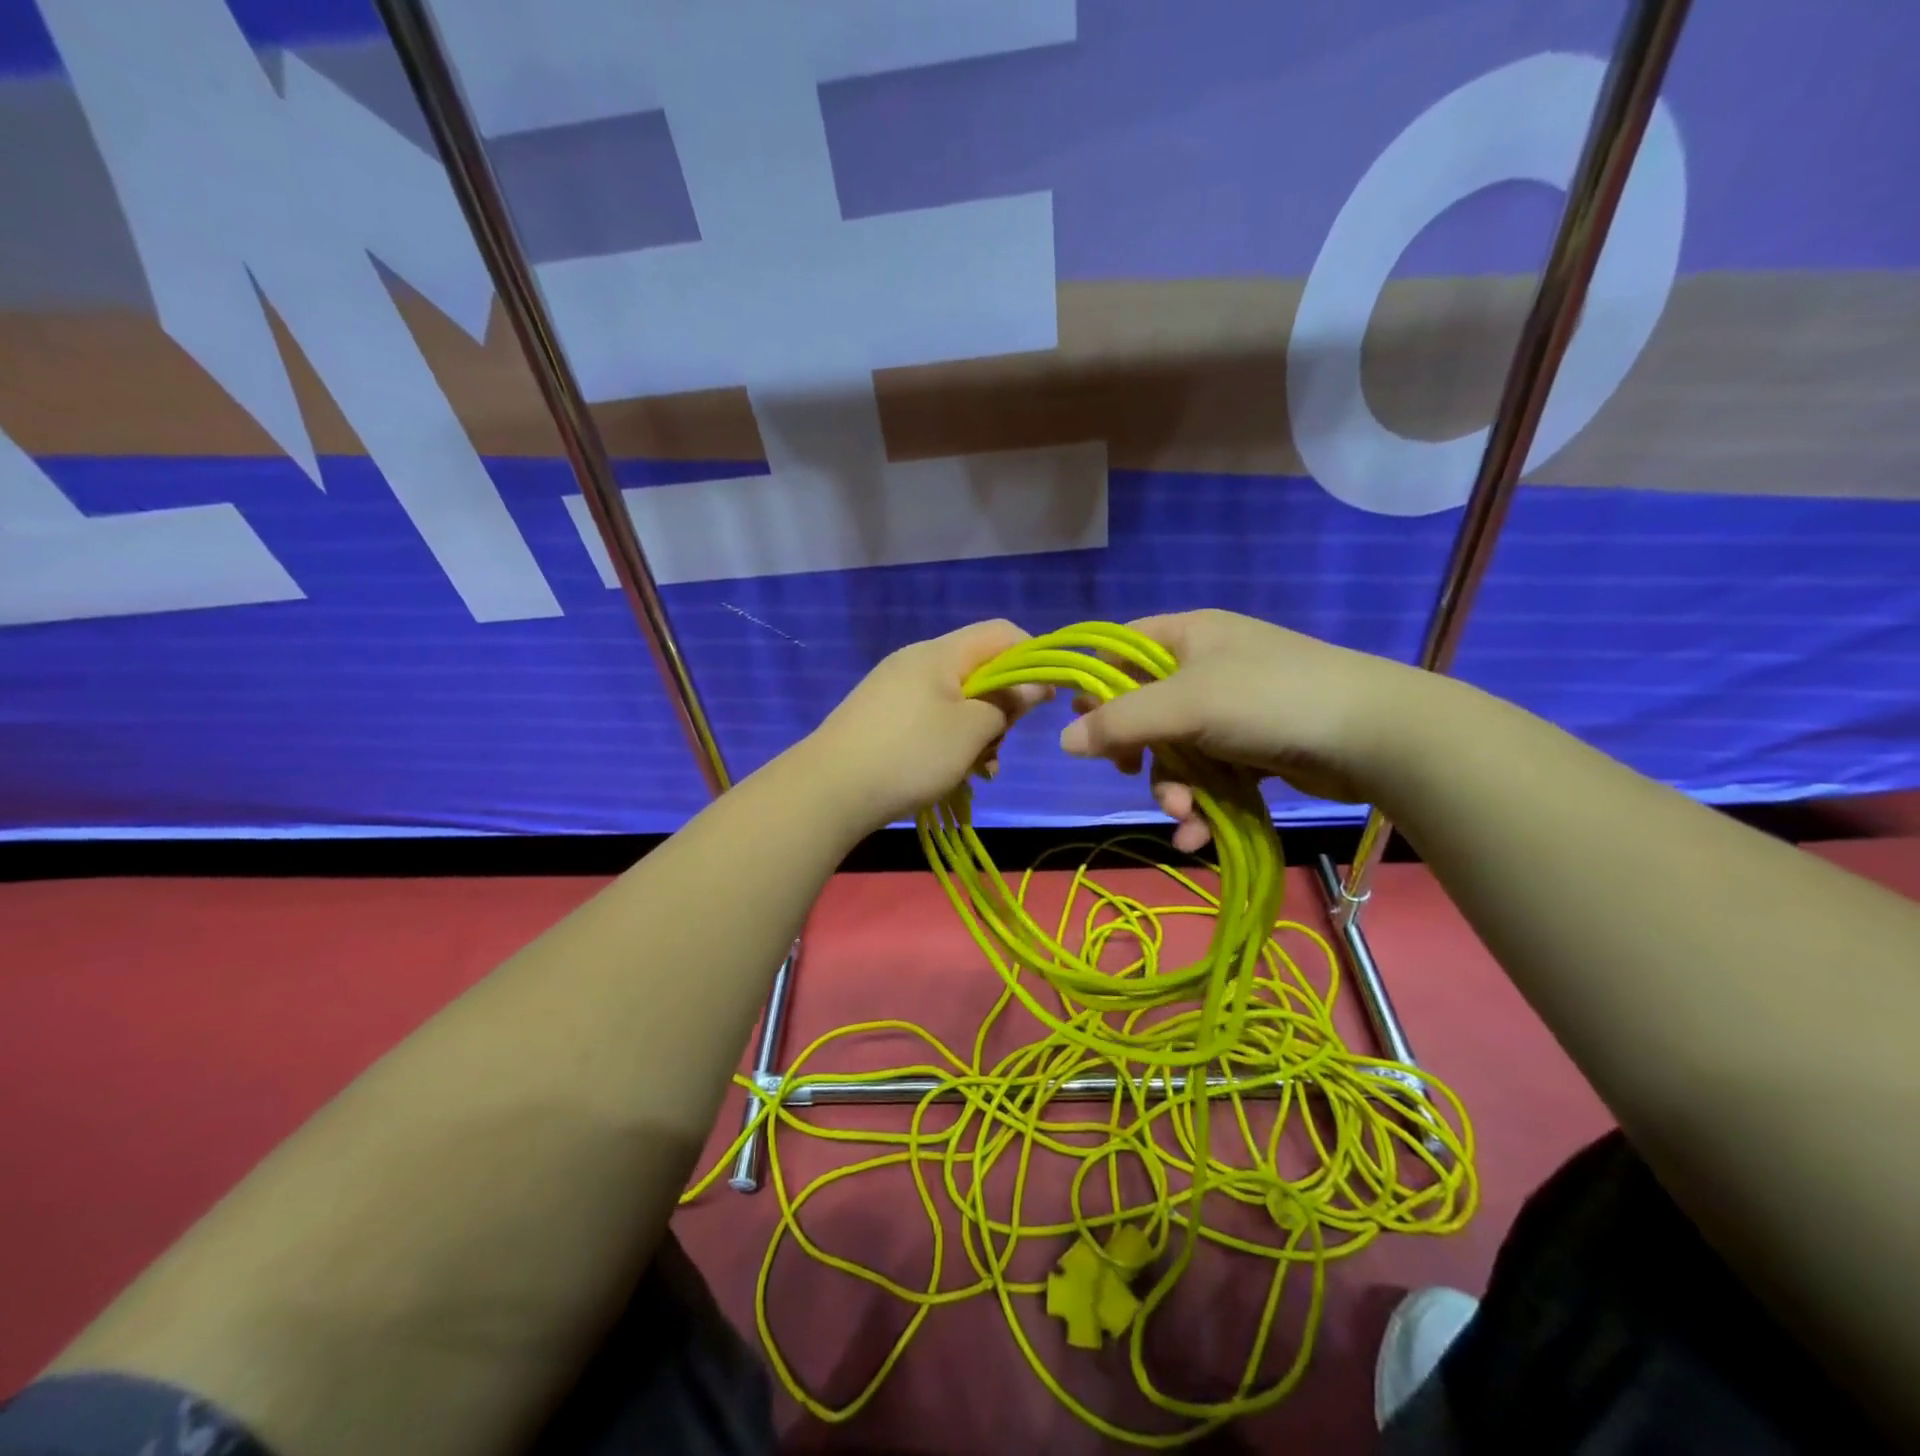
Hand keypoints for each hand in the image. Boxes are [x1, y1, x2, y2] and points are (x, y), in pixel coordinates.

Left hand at [804, 619, 1049, 831]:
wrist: (828, 790)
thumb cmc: (910, 754)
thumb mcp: (971, 730)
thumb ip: (1008, 703)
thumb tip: (1035, 685)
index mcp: (940, 653)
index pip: (1001, 633)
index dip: (1032, 658)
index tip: (1045, 697)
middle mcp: (916, 661)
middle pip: (979, 669)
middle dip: (1000, 707)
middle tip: (998, 746)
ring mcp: (894, 689)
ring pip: (956, 701)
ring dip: (976, 733)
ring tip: (976, 772)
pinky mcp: (881, 717)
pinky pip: (930, 719)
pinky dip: (948, 742)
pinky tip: (949, 775)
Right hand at [1058, 610, 1430, 850]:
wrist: (1373, 736)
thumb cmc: (1268, 700)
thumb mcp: (1184, 704)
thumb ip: (1120, 721)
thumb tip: (1063, 740)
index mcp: (1188, 635)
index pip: (1121, 649)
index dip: (1095, 683)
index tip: (1079, 723)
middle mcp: (1207, 666)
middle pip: (1145, 709)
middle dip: (1139, 753)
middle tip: (1129, 773)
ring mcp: (1232, 710)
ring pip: (1176, 752)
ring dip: (1172, 789)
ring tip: (1184, 816)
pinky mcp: (1254, 749)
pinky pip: (1210, 775)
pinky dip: (1202, 804)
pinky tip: (1199, 835)